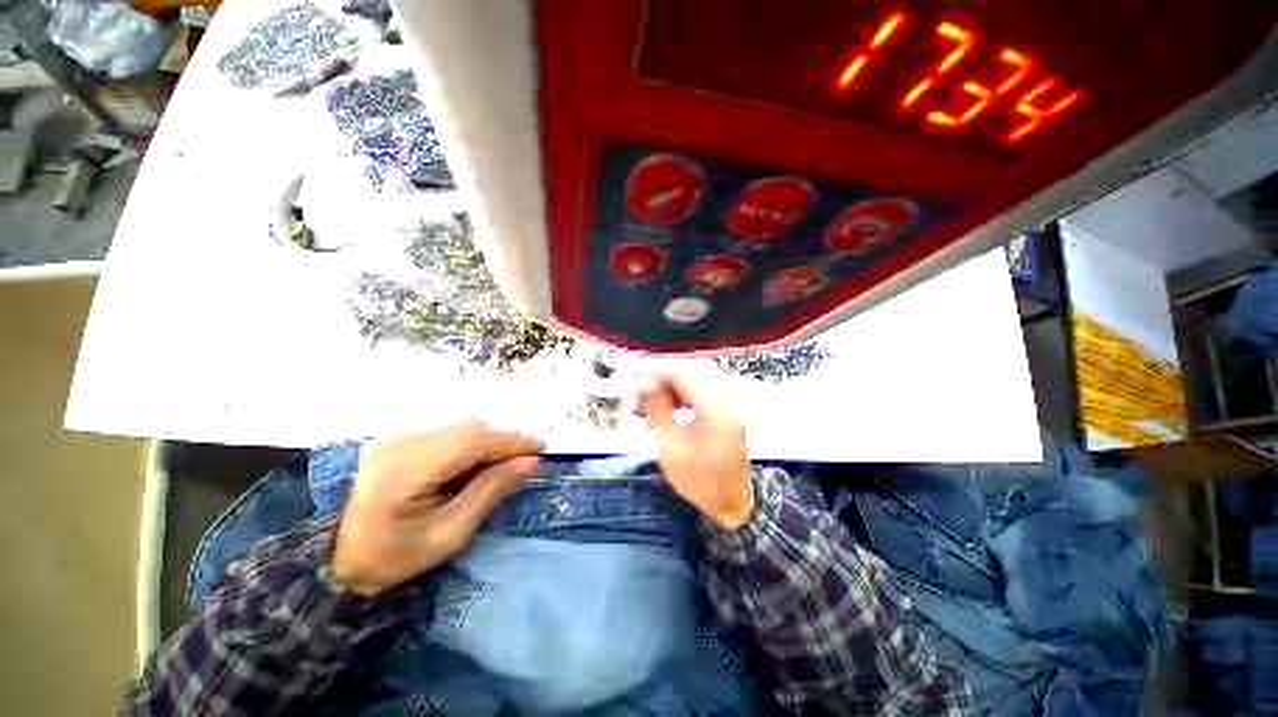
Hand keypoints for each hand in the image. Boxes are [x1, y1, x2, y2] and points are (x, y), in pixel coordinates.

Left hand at [331, 421, 543, 595]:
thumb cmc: (393, 556)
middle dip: (501, 443)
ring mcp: (393, 438)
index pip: (471, 442)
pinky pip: (445, 433)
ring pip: (459, 429)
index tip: (541, 449)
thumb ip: (490, 491)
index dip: (511, 442)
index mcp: (403, 473)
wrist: (332, 557)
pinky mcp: (395, 439)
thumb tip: (530, 462)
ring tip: (498, 467)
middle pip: (467, 430)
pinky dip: (468, 444)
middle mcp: (398, 444)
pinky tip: (470, 465)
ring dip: (487, 443)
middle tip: (522, 462)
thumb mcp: (448, 534)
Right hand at [637, 373, 754, 529]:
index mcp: (716, 410)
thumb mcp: (671, 447)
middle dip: (661, 373)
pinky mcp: (727, 409)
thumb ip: (660, 410)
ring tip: (647, 395)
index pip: (683, 373)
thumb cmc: (698, 482)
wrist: (731, 503)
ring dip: (671, 382)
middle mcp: (727, 399)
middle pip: (691, 369)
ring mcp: (730, 403)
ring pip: (696, 377)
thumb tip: (645, 385)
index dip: (655, 370)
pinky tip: (666, 402)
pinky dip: (682, 391)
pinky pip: (702, 389)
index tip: (632, 373)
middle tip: (637, 381)